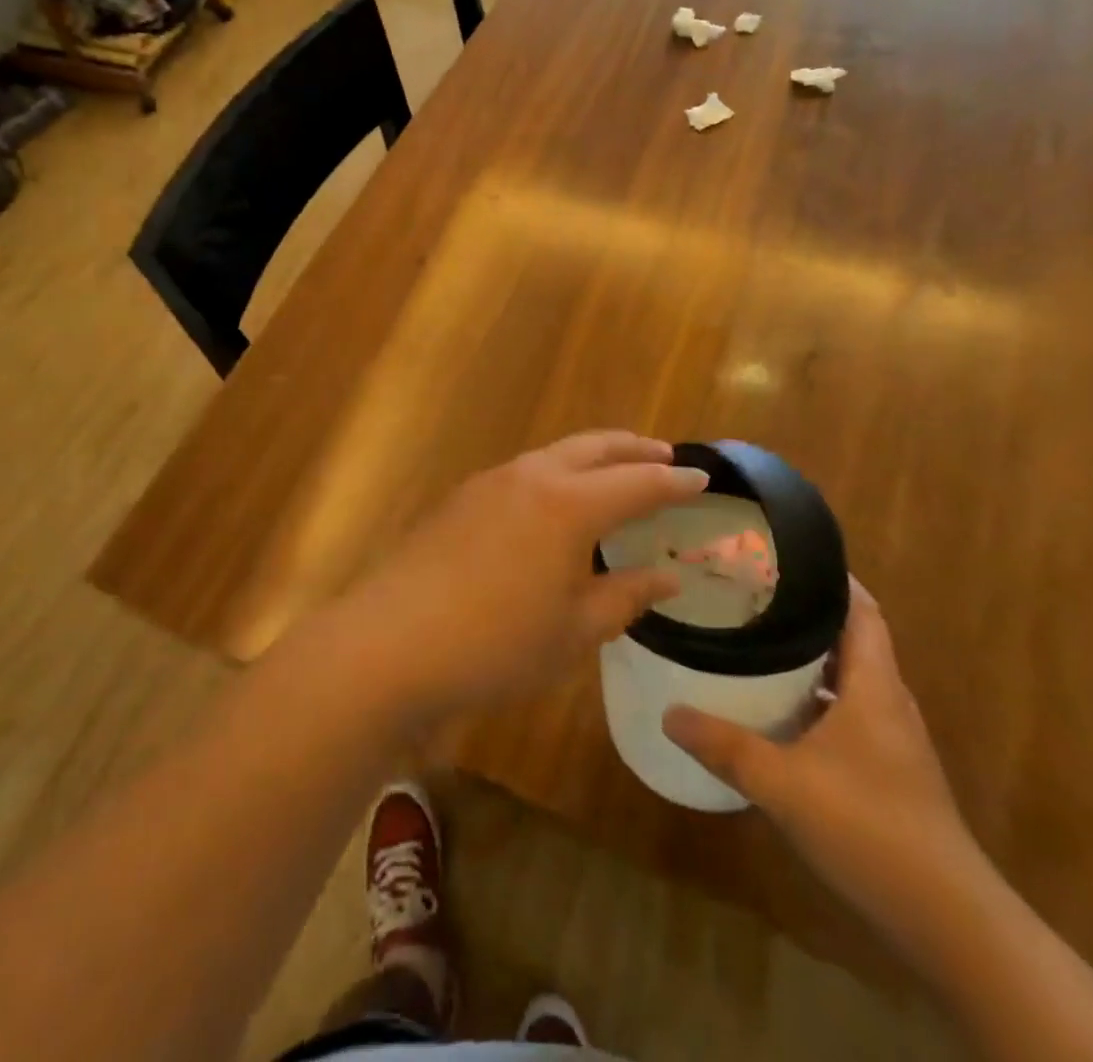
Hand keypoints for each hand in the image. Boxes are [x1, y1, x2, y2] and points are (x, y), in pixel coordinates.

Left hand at [336, 432, 707, 721]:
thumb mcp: (574, 631)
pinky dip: (554, 475)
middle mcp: (530, 478)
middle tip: (663, 452)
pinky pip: (522, 473)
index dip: (673, 480)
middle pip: (593, 448)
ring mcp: (488, 483)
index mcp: (568, 505)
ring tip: (612, 472)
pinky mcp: (459, 499)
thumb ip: (625, 596)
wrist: (391, 643)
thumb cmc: (496, 645)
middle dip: (632, 447)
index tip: (701, 477)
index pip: (637, 482)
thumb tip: (668, 576)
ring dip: (590, 457)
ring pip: (553, 454)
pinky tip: (552, 502)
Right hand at [662, 579, 985, 943]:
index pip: (861, 609)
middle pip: (850, 638)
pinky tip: (776, 714)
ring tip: (754, 643)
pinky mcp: (886, 772)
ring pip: (846, 679)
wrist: (950, 922)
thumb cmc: (870, 829)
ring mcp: (891, 740)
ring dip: (807, 659)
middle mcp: (887, 702)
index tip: (782, 556)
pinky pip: (845, 713)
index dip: (830, 577)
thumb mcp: (784, 784)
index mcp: (874, 685)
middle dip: (804, 613)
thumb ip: (725, 746)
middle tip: (750, 595)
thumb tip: (669, 713)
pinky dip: (812, 700)